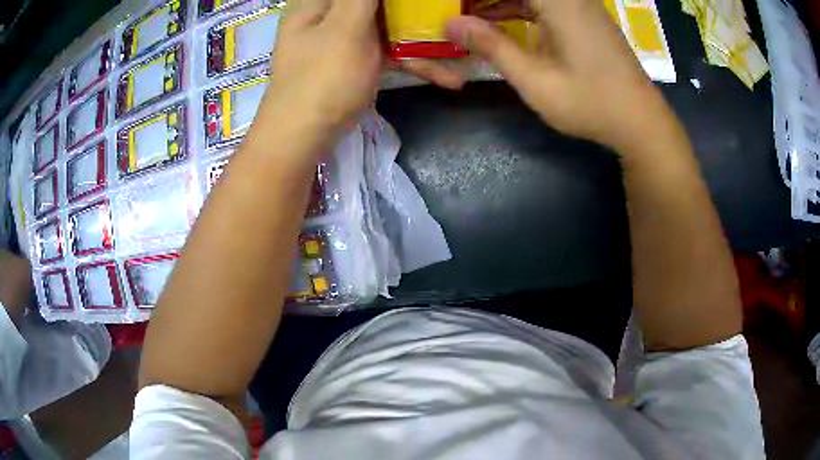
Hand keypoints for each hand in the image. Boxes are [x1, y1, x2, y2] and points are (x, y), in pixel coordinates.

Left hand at [269, 0, 467, 134]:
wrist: (303, 138)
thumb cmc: (322, 78)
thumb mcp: (345, 26)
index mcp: (320, 0)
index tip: (424, 2)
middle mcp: (332, 13)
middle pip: (381, 5)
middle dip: (416, 12)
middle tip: (448, 14)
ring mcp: (346, 37)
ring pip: (390, 26)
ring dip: (425, 40)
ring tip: (462, 56)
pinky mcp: (358, 60)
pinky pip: (390, 51)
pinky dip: (414, 61)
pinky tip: (447, 76)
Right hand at [446, 0, 667, 149]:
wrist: (640, 121)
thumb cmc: (590, 102)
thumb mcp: (535, 79)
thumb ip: (492, 46)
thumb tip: (451, 23)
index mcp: (558, 1)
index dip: (478, 0)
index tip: (460, 11)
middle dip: (486, 1)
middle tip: (462, 14)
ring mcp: (580, 3)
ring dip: (500, 2)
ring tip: (472, 17)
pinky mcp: (585, 15)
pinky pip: (545, 1)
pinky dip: (519, 7)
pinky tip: (502, 22)